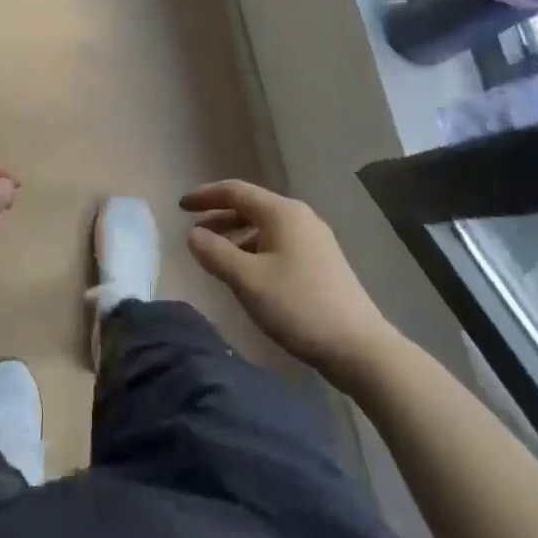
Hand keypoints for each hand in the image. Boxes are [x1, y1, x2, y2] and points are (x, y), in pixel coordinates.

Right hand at [180, 180, 388, 382]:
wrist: (358, 347)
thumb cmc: (297, 306)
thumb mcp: (246, 280)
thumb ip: (214, 253)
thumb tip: (193, 234)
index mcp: (282, 213)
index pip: (235, 191)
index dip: (205, 195)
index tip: (179, 206)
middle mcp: (299, 218)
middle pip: (251, 206)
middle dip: (219, 216)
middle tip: (192, 230)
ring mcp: (314, 240)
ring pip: (264, 227)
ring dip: (235, 235)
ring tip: (213, 254)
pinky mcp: (321, 262)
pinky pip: (277, 243)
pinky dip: (253, 249)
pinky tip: (245, 272)